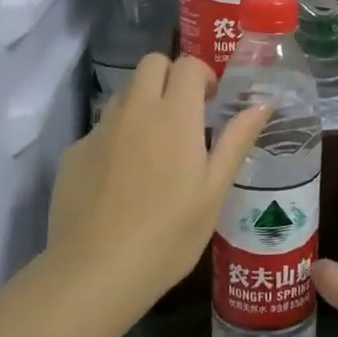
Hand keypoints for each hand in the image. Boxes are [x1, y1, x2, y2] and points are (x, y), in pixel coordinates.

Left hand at [46, 54, 267, 310]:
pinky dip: (116, 138)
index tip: (211, 101)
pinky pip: (101, 129)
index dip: (202, 75)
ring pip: (124, 94)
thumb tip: (263, 104)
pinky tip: (121, 181)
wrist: (96, 272)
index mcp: (175, 116)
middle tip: (184, 114)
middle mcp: (135, 111)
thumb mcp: (214, 192)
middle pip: (150, 64)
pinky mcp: (74, 153)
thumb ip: (236, 141)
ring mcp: (100, 130)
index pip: (187, 65)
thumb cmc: (169, 235)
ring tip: (153, 148)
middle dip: (170, 76)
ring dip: (143, 104)